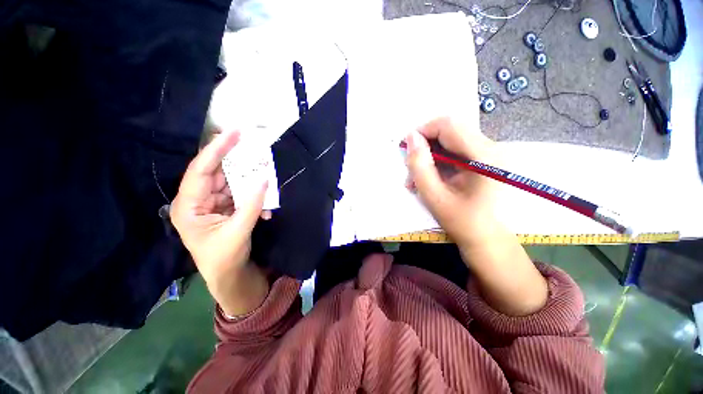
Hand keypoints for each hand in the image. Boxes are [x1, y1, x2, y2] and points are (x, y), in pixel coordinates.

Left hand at [171, 131, 270, 315]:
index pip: (201, 170)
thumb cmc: (224, 258)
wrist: (228, 274)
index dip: (216, 150)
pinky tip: (264, 209)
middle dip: (236, 161)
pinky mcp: (224, 207)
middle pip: (216, 172)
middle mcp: (197, 200)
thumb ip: (251, 204)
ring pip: (230, 182)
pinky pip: (239, 194)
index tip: (233, 133)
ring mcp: (211, 203)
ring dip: (249, 181)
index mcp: (188, 206)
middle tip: (253, 146)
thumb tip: (264, 179)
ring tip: (264, 176)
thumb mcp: (238, 231)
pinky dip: (253, 197)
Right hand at [405, 117, 547, 315]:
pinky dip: (438, 161)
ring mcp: (490, 153)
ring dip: (430, 156)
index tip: (406, 147)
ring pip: (450, 141)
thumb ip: (420, 166)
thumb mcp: (434, 196)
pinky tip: (430, 178)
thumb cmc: (462, 222)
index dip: (423, 131)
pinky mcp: (484, 160)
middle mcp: (491, 148)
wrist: (488, 239)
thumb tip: (411, 138)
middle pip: (450, 131)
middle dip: (425, 146)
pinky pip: (455, 151)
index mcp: (484, 156)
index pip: (448, 126)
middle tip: (411, 169)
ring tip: (417, 179)